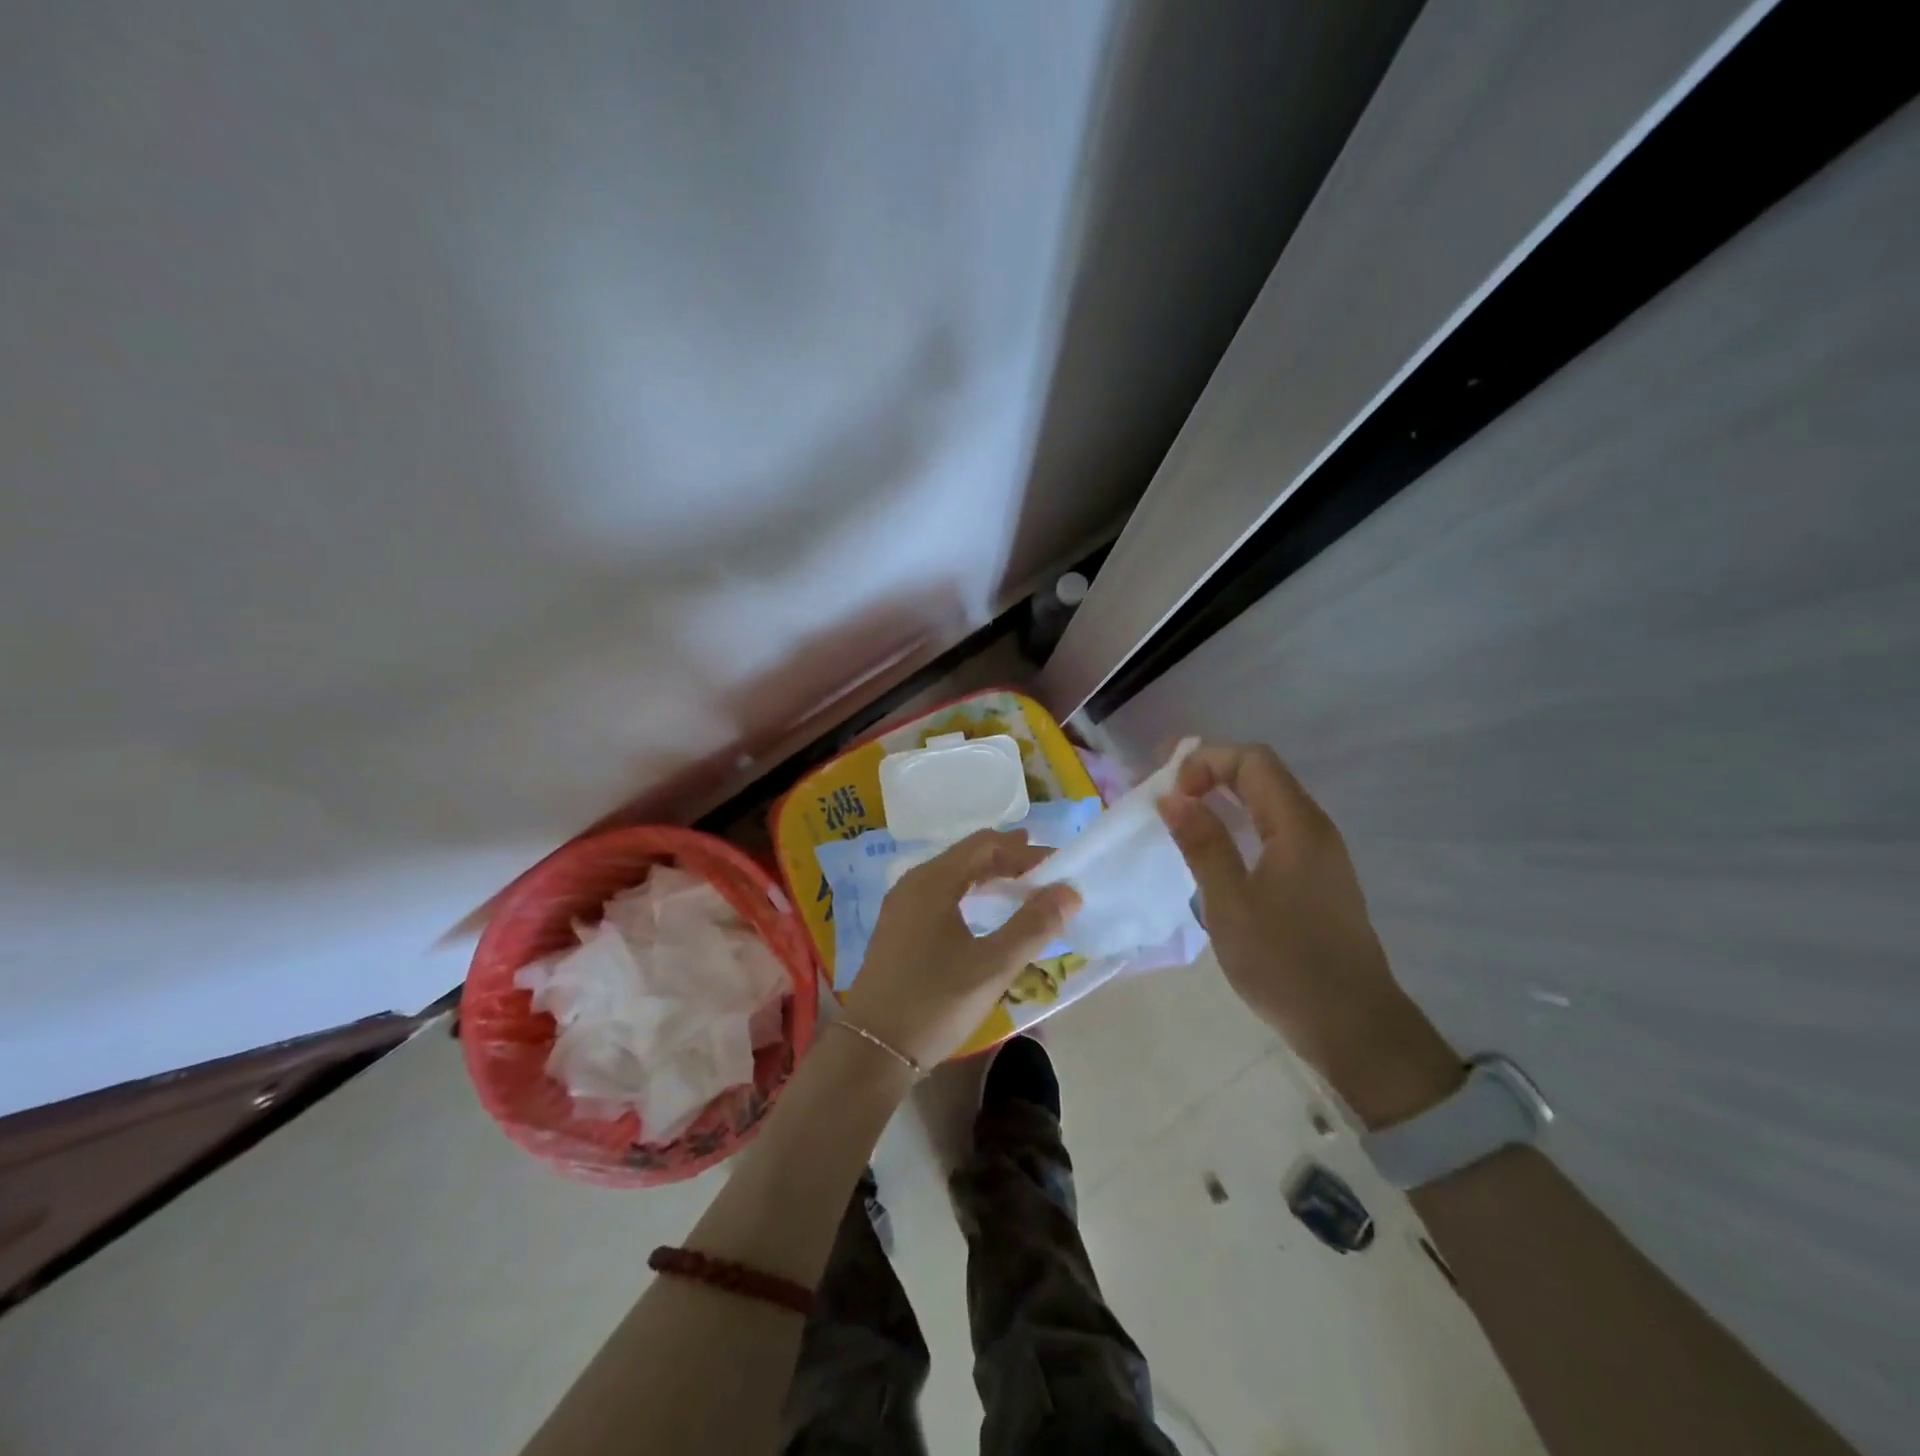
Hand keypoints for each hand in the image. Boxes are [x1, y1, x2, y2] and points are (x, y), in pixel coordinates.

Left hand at [840, 829, 1081, 1069]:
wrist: (871, 1049)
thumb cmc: (935, 1001)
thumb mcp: (993, 965)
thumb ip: (1034, 925)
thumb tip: (1069, 891)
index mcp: (933, 881)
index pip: (984, 844)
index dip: (1022, 849)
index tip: (1056, 864)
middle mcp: (913, 883)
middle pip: (966, 856)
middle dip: (1007, 860)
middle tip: (1044, 873)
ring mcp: (900, 906)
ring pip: (952, 876)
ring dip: (987, 877)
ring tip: (1020, 888)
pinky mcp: (897, 929)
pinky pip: (939, 895)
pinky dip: (968, 894)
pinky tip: (982, 915)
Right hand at [1156, 742, 1461, 1126]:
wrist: (1352, 1026)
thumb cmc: (1285, 964)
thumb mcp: (1230, 904)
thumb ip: (1203, 844)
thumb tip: (1171, 796)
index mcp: (1297, 826)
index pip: (1252, 761)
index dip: (1206, 760)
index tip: (1168, 790)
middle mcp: (1313, 827)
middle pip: (1261, 773)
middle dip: (1210, 770)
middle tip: (1163, 791)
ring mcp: (1319, 852)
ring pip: (1268, 800)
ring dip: (1223, 795)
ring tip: (1180, 813)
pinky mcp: (1316, 876)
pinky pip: (1273, 826)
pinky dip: (1238, 820)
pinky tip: (1215, 846)